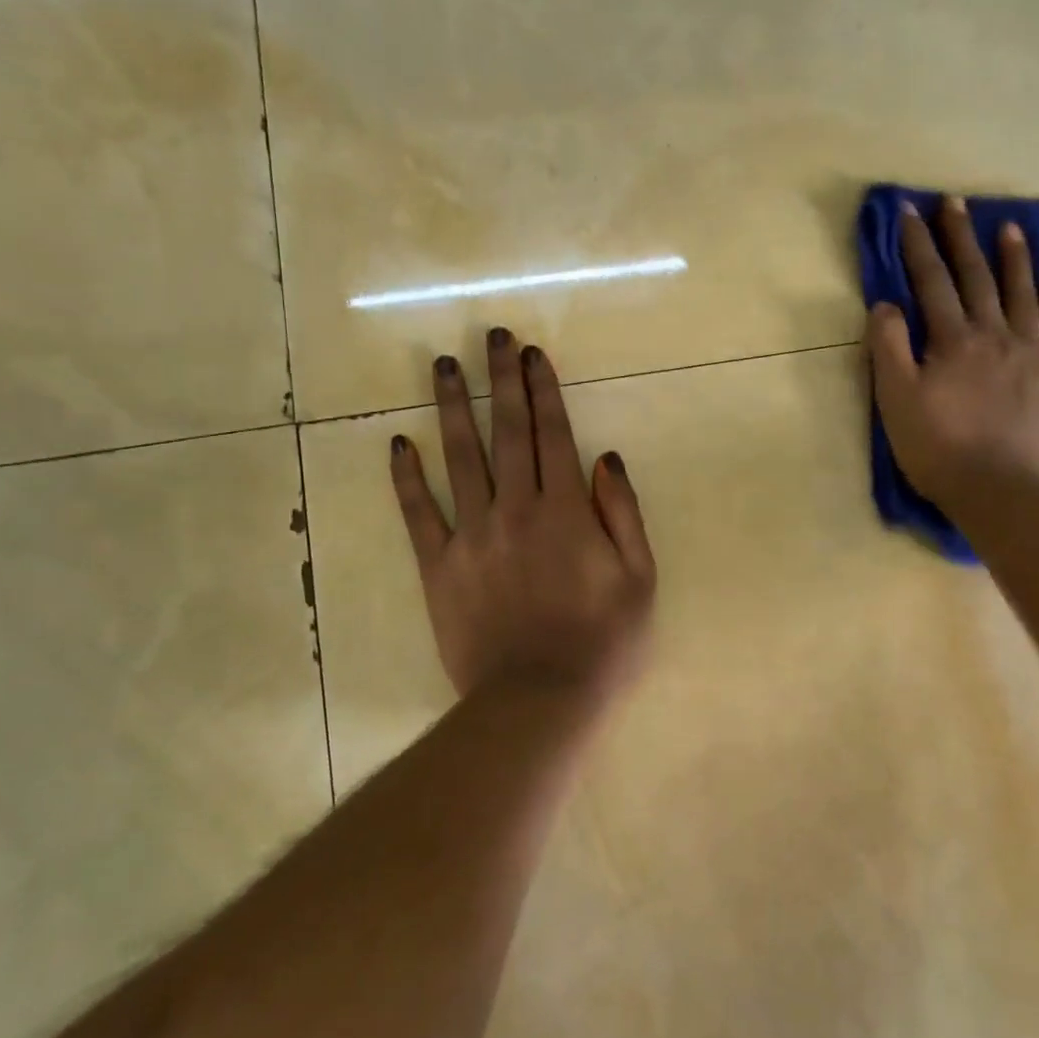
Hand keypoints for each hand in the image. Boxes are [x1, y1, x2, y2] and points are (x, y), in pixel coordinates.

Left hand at [390, 328, 656, 708]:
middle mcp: (516, 508)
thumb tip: (606, 457)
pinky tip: (399, 443)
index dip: (542, 389)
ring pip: (459, 458)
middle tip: (491, 337)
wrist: (538, 700)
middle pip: (507, 432)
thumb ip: (623, 514)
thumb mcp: (640, 579)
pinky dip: (407, 478)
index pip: (552, 434)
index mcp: (566, 510)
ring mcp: (472, 535)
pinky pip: (419, 514)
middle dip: (500, 380)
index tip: (531, 353)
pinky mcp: (439, 566)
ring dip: (452, 407)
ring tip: (442, 366)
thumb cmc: (602, 642)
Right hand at [868, 195, 1038, 510]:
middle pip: (976, 277)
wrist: (1001, 491)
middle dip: (961, 238)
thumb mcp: (896, 401)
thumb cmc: (938, 449)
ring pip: (1021, 294)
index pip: (930, 282)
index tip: (909, 211)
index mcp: (952, 340)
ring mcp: (1030, 354)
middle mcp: (994, 335)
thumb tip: (885, 305)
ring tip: (1009, 227)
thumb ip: (888, 349)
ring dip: (1012, 258)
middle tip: (955, 202)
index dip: (918, 245)